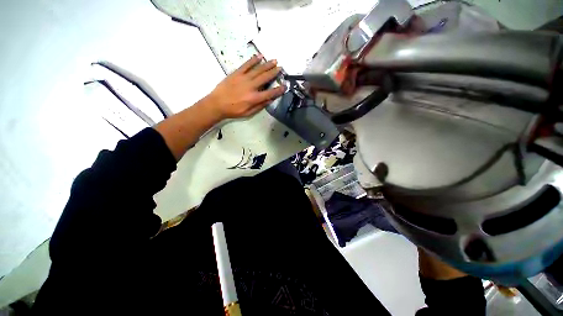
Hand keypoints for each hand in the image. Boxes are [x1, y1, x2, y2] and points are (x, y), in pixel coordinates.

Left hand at [207, 55, 285, 118]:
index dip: (278, 90)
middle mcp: (251, 86)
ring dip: (267, 65)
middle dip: (274, 73)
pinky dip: (253, 60)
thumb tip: (270, 100)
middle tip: (281, 68)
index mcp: (254, 98)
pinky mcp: (236, 73)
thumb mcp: (248, 113)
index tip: (284, 86)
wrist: (217, 104)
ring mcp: (243, 78)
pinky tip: (259, 56)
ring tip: (274, 61)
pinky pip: (246, 65)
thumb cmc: (234, 110)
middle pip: (265, 78)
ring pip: (258, 69)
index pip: (270, 93)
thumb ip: (260, 106)